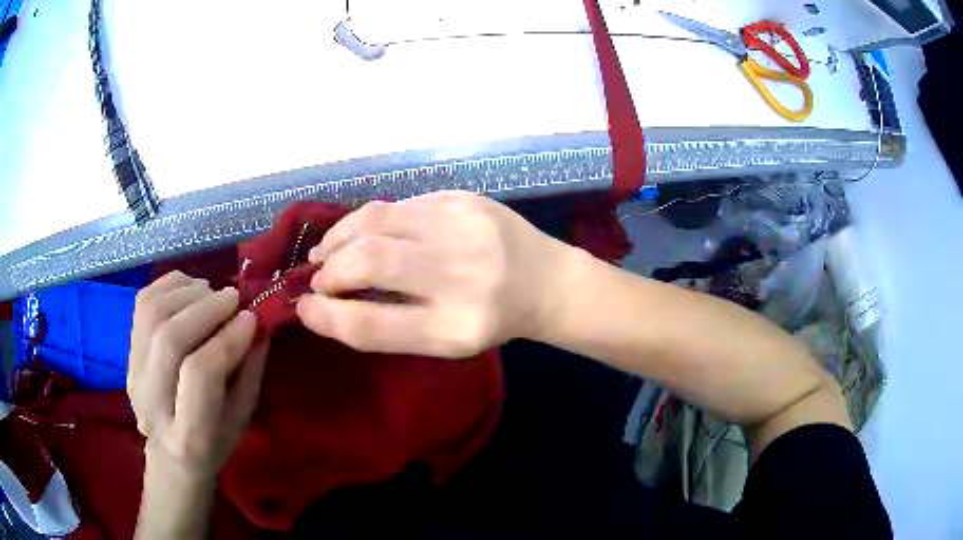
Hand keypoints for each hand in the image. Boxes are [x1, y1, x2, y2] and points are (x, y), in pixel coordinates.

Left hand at [128, 271, 268, 481]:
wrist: (170, 454)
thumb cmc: (214, 443)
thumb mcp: (241, 419)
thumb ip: (249, 372)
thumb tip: (256, 323)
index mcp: (188, 434)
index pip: (200, 373)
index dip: (227, 339)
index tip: (250, 317)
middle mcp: (151, 403)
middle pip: (169, 338)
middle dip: (205, 308)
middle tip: (232, 297)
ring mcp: (132, 374)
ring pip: (152, 313)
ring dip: (186, 293)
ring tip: (211, 293)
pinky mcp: (125, 353)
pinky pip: (142, 303)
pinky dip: (169, 285)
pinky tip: (191, 288)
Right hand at [296, 191, 571, 357]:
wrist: (547, 281)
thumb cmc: (491, 321)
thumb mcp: (445, 341)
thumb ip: (387, 325)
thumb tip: (324, 303)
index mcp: (457, 328)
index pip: (371, 324)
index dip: (326, 317)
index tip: (304, 307)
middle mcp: (462, 276)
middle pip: (369, 261)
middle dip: (330, 270)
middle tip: (320, 278)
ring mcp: (465, 228)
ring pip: (376, 220)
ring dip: (340, 236)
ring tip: (328, 250)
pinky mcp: (465, 199)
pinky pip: (400, 205)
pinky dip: (371, 222)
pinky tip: (367, 233)